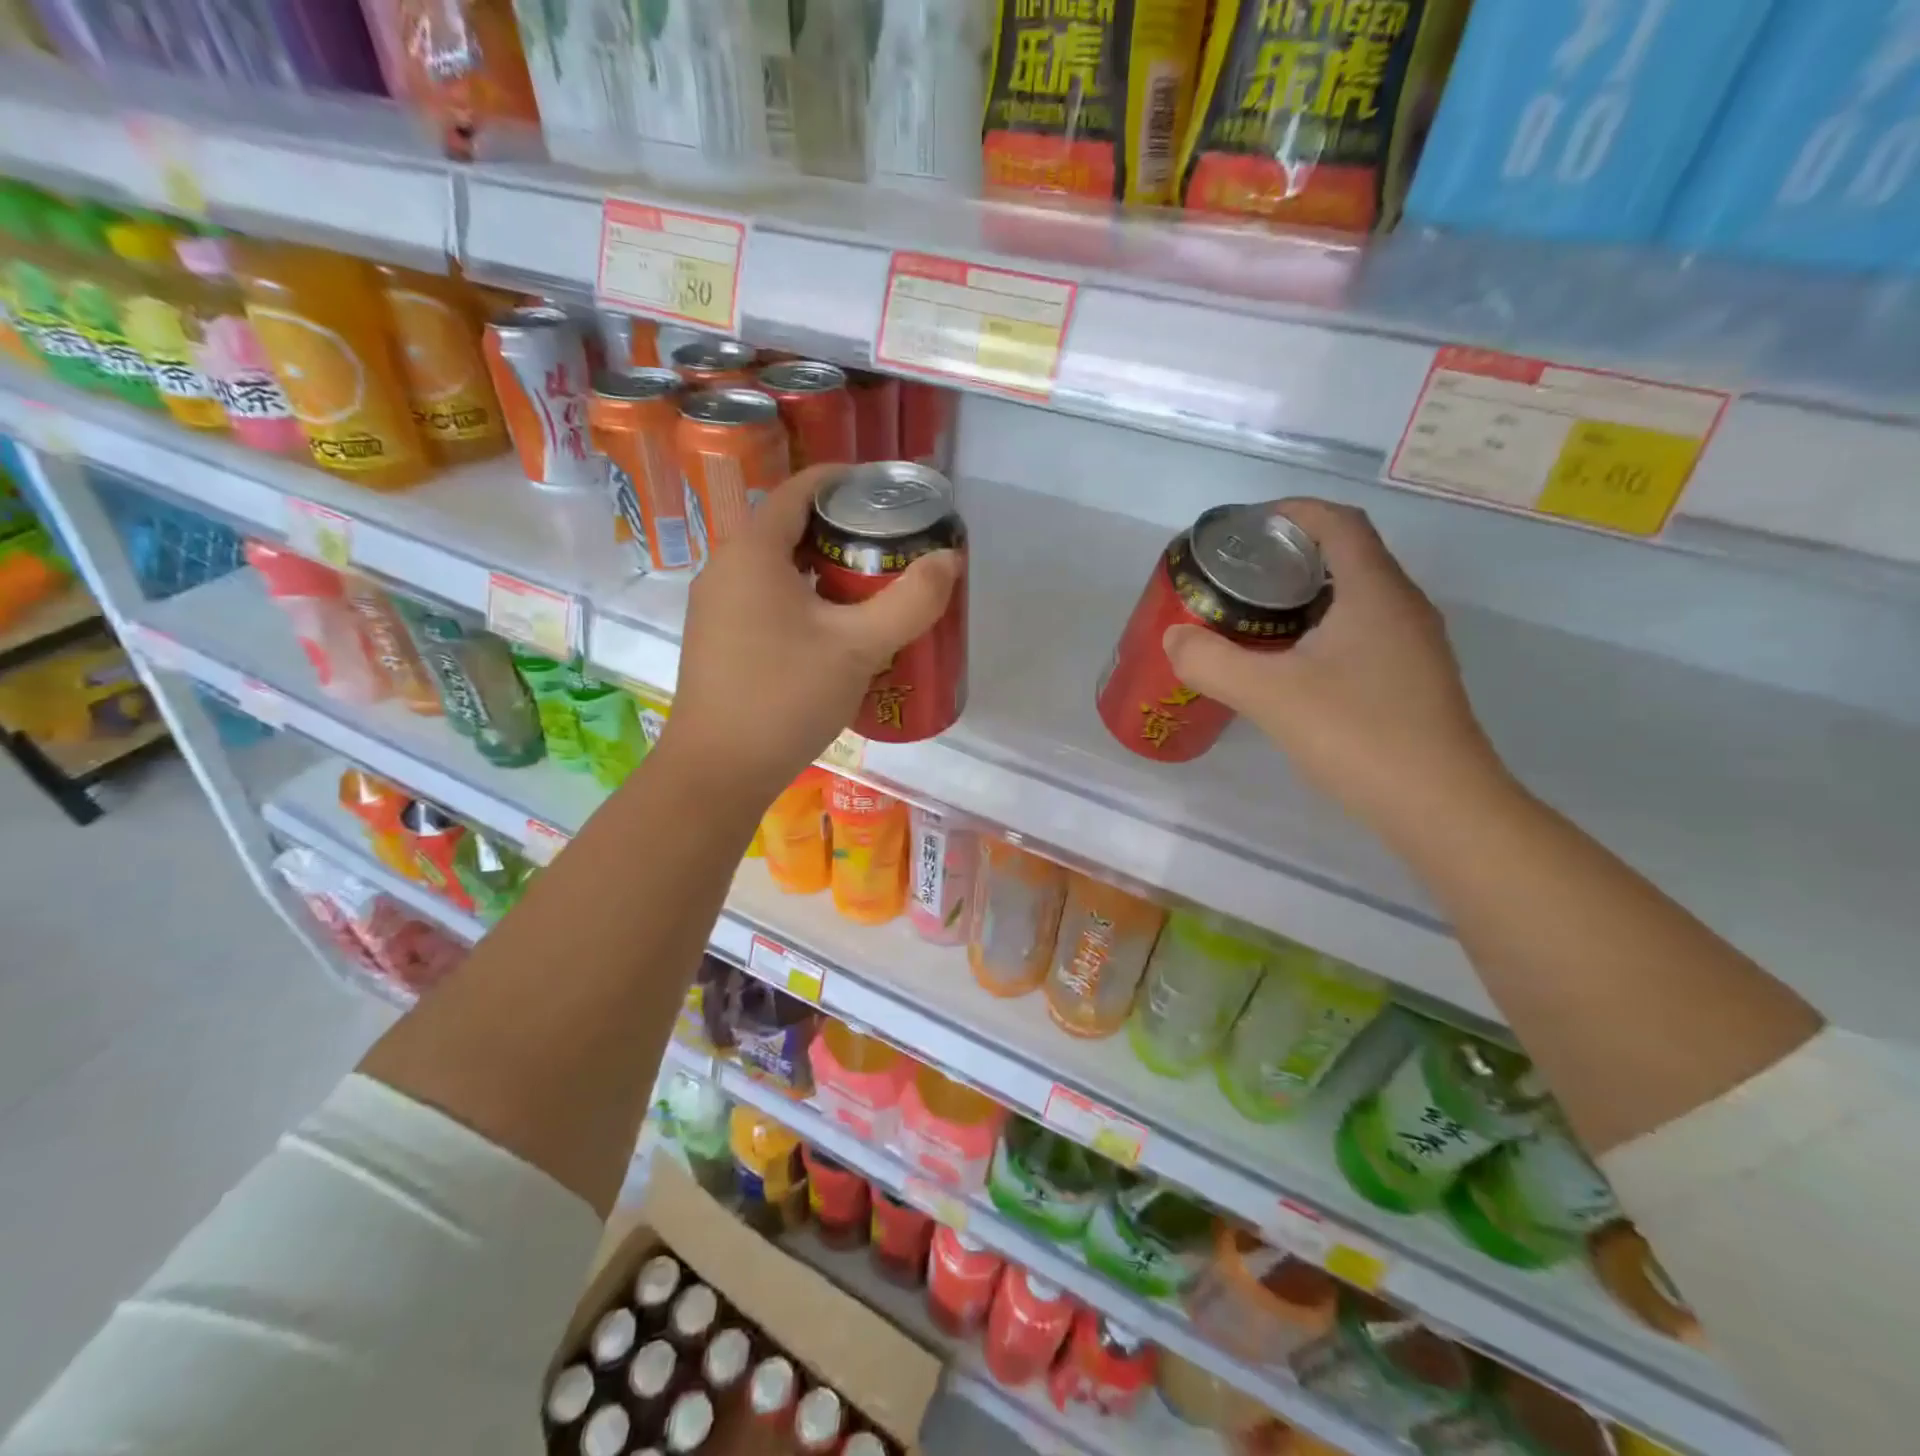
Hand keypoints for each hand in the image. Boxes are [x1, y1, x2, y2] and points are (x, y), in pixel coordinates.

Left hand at [660, 464, 960, 804]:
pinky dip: (806, 600)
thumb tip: (950, 559)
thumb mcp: (858, 647)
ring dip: (826, 570)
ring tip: (874, 588)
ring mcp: (718, 607)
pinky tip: (837, 632)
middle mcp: (727, 568)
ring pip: (780, 569)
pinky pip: (768, 600)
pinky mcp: (720, 641)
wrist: (718, 771)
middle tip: (893, 548)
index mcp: (753, 552)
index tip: (887, 492)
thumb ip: (910, 601)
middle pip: (791, 529)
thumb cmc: (785, 697)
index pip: (800, 490)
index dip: (845, 481)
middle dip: (844, 531)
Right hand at [1163, 499, 1509, 832]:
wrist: (1440, 807)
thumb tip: (1174, 638)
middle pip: (1348, 555)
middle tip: (1239, 576)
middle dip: (1291, 553)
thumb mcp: (1270, 695)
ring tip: (1256, 616)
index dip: (1291, 512)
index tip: (1246, 528)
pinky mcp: (1412, 679)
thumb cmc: (1358, 735)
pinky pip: (1363, 631)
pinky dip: (1323, 628)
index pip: (1338, 522)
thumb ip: (1212, 661)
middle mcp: (1403, 607)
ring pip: (1356, 596)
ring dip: (1306, 594)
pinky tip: (1292, 664)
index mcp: (1375, 592)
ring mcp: (1414, 645)